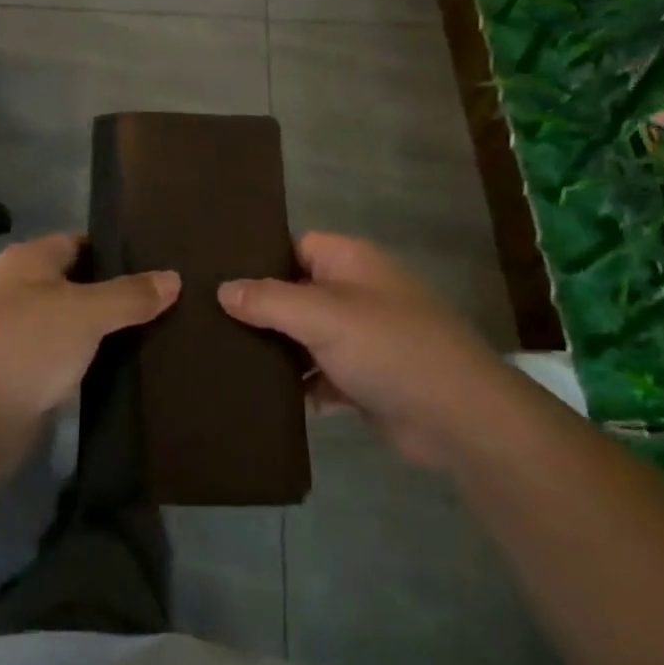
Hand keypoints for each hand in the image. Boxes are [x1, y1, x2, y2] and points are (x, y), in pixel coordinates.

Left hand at [0, 233, 178, 463]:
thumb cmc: (24, 346)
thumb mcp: (84, 311)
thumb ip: (130, 294)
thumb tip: (174, 278)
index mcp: (29, 262)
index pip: (81, 243)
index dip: (119, 250)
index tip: (162, 262)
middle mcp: (24, 293)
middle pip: (83, 285)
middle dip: (123, 294)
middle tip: (176, 301)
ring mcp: (25, 338)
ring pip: (80, 327)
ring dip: (113, 334)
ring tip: (168, 333)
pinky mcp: (30, 378)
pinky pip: (74, 363)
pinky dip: (99, 366)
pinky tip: (138, 370)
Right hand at [219, 232, 499, 471]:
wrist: (457, 418)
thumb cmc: (389, 347)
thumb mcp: (323, 315)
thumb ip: (269, 300)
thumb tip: (223, 289)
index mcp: (350, 261)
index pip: (293, 247)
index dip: (257, 259)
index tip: (213, 277)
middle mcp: (354, 293)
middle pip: (295, 293)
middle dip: (259, 310)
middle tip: (205, 322)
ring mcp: (360, 337)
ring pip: (304, 337)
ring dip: (274, 351)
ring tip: (218, 358)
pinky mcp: (361, 379)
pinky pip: (317, 375)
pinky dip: (296, 385)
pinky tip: (257, 396)